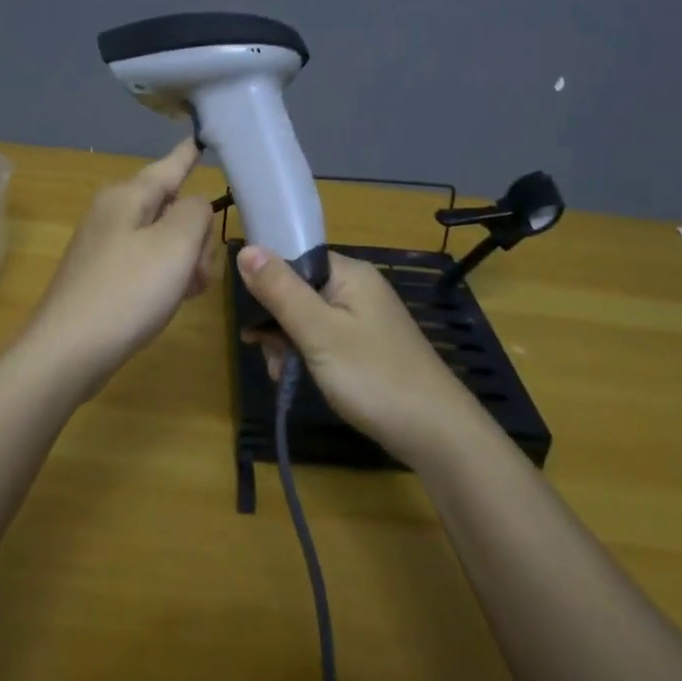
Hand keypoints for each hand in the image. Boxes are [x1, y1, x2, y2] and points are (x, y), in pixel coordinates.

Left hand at [22, 140, 220, 390]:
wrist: (67, 353)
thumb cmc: (127, 291)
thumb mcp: (175, 244)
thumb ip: (196, 212)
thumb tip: (194, 206)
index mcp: (127, 196)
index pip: (169, 166)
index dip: (189, 154)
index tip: (200, 137)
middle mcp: (111, 213)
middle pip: (171, 208)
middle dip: (195, 235)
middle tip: (199, 271)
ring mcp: (103, 246)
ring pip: (162, 240)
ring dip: (184, 262)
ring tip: (187, 292)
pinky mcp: (101, 277)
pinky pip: (146, 264)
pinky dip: (164, 278)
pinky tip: (168, 302)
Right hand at [237, 246, 486, 469]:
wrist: (435, 432)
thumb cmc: (372, 376)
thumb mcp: (318, 332)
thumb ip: (280, 290)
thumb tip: (246, 248)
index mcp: (350, 273)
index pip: (295, 258)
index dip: (267, 283)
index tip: (250, 317)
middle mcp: (358, 288)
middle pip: (298, 290)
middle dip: (276, 323)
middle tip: (270, 358)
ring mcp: (365, 318)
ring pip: (308, 318)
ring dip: (288, 344)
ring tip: (282, 376)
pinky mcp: (367, 346)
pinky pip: (325, 338)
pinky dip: (307, 356)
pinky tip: (297, 379)